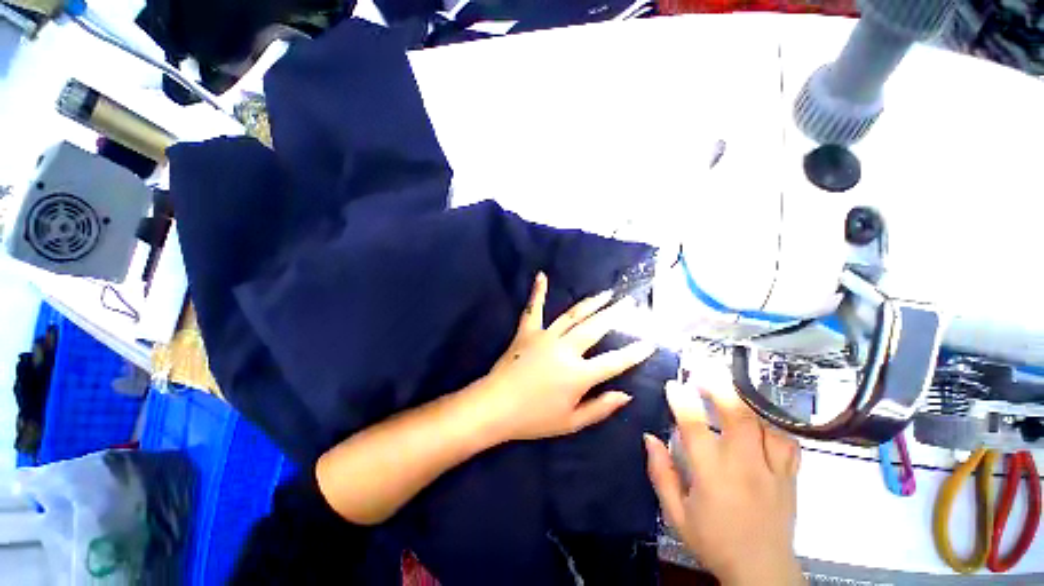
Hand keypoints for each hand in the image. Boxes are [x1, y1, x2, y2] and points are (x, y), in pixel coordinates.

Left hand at [477, 272, 655, 441]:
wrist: (496, 407)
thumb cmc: (534, 419)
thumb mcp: (571, 422)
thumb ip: (600, 408)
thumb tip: (626, 394)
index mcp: (578, 374)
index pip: (614, 361)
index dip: (635, 353)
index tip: (650, 342)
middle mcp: (565, 349)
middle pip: (596, 328)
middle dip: (616, 315)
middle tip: (630, 303)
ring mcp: (545, 336)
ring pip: (573, 315)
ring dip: (591, 303)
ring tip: (606, 294)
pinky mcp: (527, 331)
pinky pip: (534, 309)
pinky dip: (539, 292)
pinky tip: (541, 275)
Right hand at [644, 383, 804, 585]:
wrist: (762, 572)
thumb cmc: (714, 541)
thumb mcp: (676, 514)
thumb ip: (661, 473)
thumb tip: (650, 437)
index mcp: (712, 476)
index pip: (695, 428)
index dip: (682, 401)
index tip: (674, 384)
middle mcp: (745, 467)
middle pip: (738, 417)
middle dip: (721, 388)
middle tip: (705, 370)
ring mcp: (773, 471)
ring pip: (766, 424)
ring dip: (746, 401)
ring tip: (730, 386)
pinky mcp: (790, 477)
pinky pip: (787, 441)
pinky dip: (773, 423)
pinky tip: (761, 417)